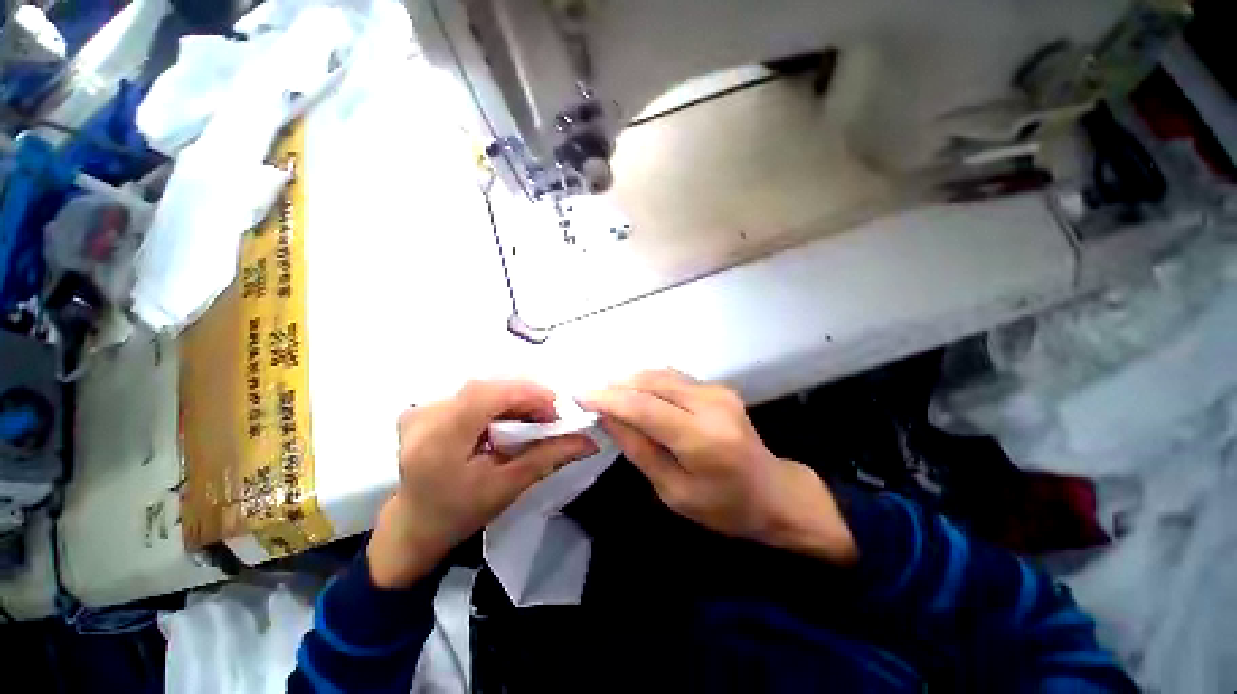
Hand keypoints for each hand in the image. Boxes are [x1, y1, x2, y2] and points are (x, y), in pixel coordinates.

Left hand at [368, 380, 598, 587]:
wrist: (417, 524)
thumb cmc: (461, 512)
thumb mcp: (508, 486)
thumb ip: (549, 457)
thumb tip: (589, 441)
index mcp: (439, 440)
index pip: (486, 395)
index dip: (527, 394)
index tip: (555, 411)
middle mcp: (424, 415)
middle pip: (486, 387)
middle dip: (525, 396)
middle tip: (549, 417)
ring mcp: (420, 409)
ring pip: (481, 387)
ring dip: (514, 397)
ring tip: (534, 417)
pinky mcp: (425, 407)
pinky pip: (471, 392)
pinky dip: (497, 400)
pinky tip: (509, 417)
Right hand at [581, 370, 855, 564]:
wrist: (772, 492)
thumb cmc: (723, 507)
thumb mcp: (672, 491)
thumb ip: (638, 449)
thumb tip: (607, 417)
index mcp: (703, 439)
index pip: (644, 407)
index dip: (608, 398)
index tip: (579, 395)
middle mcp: (711, 404)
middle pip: (651, 381)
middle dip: (616, 385)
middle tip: (590, 395)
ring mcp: (717, 390)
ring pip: (661, 374)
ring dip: (630, 380)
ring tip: (607, 393)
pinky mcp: (717, 387)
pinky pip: (673, 377)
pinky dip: (648, 382)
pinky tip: (634, 393)